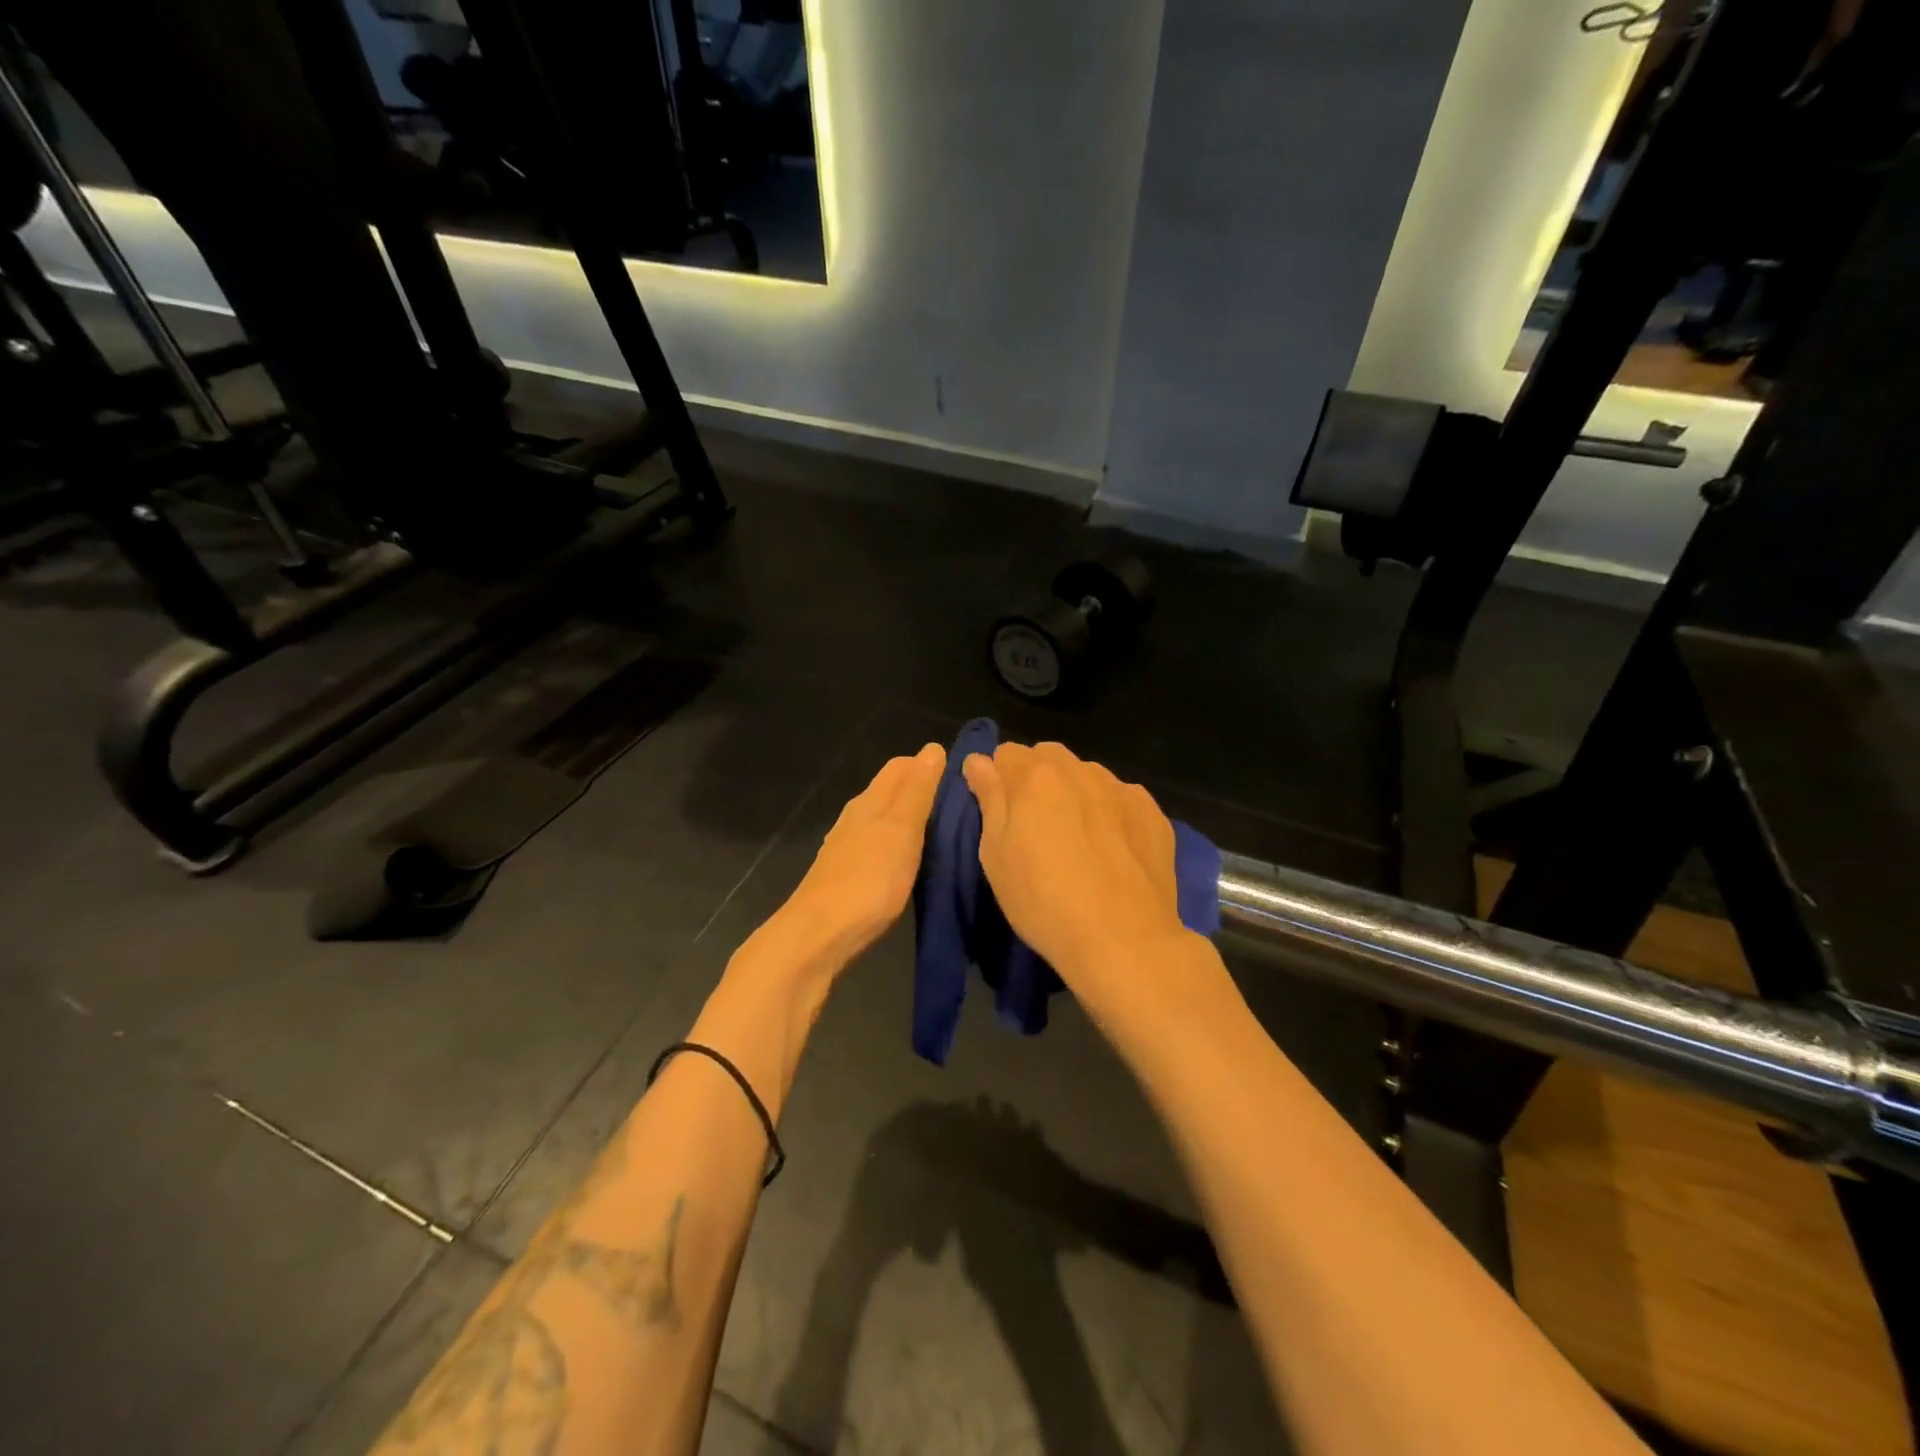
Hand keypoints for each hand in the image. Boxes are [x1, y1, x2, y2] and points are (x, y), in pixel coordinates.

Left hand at [778, 743, 945, 966]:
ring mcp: (848, 845)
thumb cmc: (870, 878)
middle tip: (961, 806)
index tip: (962, 778)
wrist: (822, 933)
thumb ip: (917, 790)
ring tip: (942, 831)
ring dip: (910, 818)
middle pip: (891, 790)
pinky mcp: (847, 873)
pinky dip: (898, 844)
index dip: (929, 765)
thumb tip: (932, 748)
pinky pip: (878, 845)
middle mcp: (856, 816)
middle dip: (921, 790)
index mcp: (870, 800)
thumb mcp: (902, 829)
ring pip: (884, 818)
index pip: (901, 766)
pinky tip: (910, 860)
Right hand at [964, 743, 1228, 1038]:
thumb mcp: (995, 855)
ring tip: (1077, 839)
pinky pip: (1121, 799)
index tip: (1001, 813)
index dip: (999, 781)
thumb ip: (989, 798)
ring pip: (1087, 776)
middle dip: (1037, 780)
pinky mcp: (1153, 813)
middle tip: (1036, 827)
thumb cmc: (1043, 900)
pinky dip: (1110, 812)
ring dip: (1075, 793)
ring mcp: (1122, 789)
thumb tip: (978, 761)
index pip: (1006, 753)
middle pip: (1049, 758)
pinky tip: (1112, 849)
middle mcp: (1081, 770)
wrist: (1123, 940)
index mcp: (1036, 776)